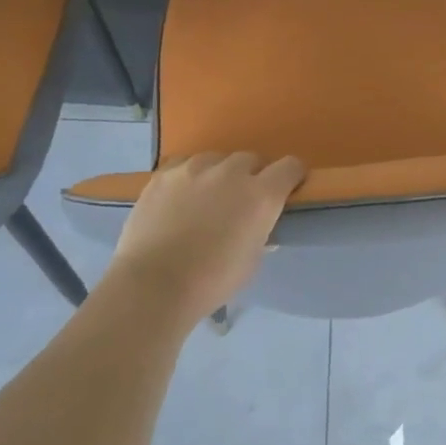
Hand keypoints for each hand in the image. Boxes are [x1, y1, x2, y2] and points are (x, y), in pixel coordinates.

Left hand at [103, 152, 305, 326]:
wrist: (154, 285)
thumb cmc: (212, 281)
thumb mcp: (251, 262)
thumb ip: (260, 235)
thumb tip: (260, 228)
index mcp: (261, 195)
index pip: (290, 166)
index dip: (291, 176)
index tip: (287, 189)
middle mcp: (231, 172)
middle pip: (251, 159)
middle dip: (252, 176)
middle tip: (242, 201)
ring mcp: (193, 169)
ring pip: (216, 159)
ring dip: (219, 174)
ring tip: (207, 198)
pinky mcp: (163, 174)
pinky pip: (184, 165)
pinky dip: (189, 176)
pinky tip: (180, 197)